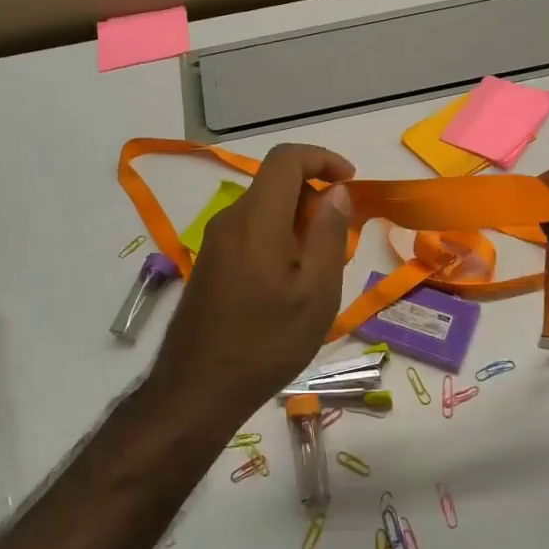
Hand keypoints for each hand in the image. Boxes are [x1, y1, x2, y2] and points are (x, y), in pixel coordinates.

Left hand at [148, 144, 355, 421]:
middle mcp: (230, 220)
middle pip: (275, 183)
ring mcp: (215, 242)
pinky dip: (278, 238)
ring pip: (264, 209)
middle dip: (314, 196)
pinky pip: (250, 232)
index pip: (286, 158)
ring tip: (319, 269)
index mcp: (256, 219)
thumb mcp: (316, 293)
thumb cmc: (267, 343)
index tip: (350, 182)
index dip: (323, 158)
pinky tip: (290, 284)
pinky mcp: (210, 263)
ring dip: (298, 221)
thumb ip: (329, 234)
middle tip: (340, 239)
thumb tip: (336, 191)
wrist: (198, 390)